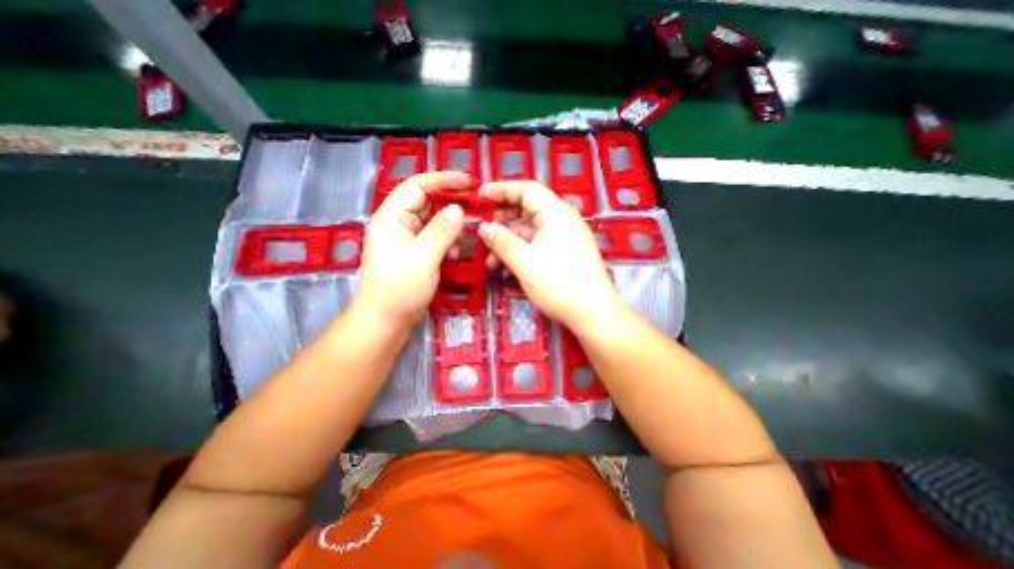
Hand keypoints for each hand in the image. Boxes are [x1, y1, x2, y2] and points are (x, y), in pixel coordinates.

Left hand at [353, 173, 470, 331]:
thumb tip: (458, 209)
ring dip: (451, 228)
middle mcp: (398, 224)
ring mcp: (406, 239)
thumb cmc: (399, 289)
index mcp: (392, 217)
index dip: (443, 180)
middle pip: (427, 202)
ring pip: (433, 222)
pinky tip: (456, 255)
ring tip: (465, 238)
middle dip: (451, 205)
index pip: (417, 186)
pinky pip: (435, 239)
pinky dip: (447, 243)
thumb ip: (441, 231)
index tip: (469, 182)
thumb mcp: (423, 258)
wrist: (385, 321)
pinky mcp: (415, 253)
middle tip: (476, 208)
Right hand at [478, 180, 626, 330]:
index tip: (479, 197)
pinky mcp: (563, 254)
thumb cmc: (558, 284)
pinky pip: (536, 245)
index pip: (526, 189)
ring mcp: (563, 238)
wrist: (592, 314)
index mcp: (556, 213)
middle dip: (502, 221)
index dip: (501, 190)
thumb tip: (483, 227)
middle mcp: (561, 220)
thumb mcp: (524, 262)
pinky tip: (504, 268)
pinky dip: (520, 252)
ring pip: (529, 231)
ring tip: (489, 259)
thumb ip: (501, 241)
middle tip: (482, 233)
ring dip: (508, 241)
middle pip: (526, 209)